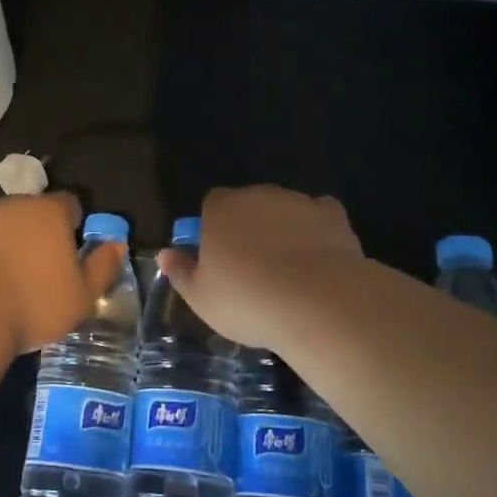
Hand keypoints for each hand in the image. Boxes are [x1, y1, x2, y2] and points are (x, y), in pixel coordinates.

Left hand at [0, 193, 124, 354]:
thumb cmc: (34, 303)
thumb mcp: (82, 295)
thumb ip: (103, 266)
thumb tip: (117, 244)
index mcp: (50, 212)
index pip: (70, 204)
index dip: (74, 225)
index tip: (73, 253)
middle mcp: (14, 205)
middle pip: (34, 212)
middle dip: (41, 234)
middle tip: (44, 270)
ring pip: (4, 226)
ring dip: (11, 244)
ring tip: (13, 281)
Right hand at [158, 185, 363, 349]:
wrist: (316, 301)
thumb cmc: (247, 299)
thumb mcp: (201, 297)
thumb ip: (181, 272)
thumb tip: (165, 254)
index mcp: (221, 209)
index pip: (212, 204)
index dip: (214, 227)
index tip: (219, 257)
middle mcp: (257, 195)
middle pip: (249, 204)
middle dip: (250, 227)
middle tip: (254, 267)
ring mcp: (297, 201)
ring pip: (284, 209)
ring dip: (283, 228)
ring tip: (290, 269)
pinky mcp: (331, 214)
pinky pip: (319, 215)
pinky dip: (317, 229)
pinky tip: (320, 256)